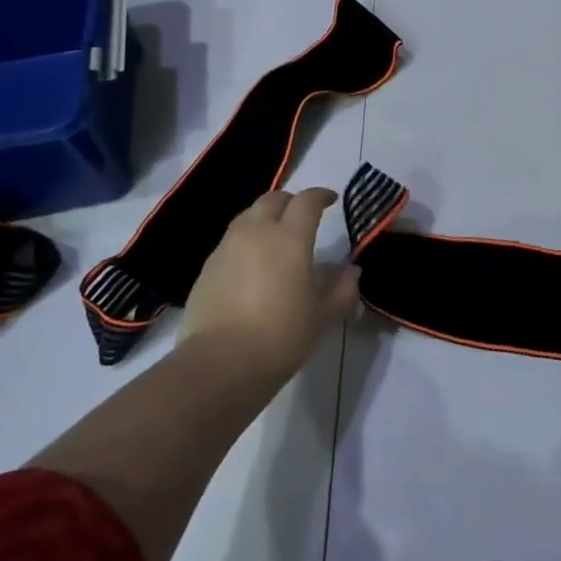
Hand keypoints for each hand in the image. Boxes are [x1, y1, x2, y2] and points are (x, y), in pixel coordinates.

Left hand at [177, 188, 360, 386]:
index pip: (307, 201)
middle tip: (302, 216)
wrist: (220, 364)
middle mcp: (257, 232)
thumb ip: (343, 290)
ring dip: (265, 217)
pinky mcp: (207, 266)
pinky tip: (251, 264)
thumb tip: (352, 271)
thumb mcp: (324, 317)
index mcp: (290, 238)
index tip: (331, 201)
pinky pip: (230, 240)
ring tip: (275, 238)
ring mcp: (227, 247)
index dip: (321, 196)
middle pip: (273, 199)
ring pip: (248, 216)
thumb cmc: (281, 337)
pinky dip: (245, 240)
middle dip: (290, 201)